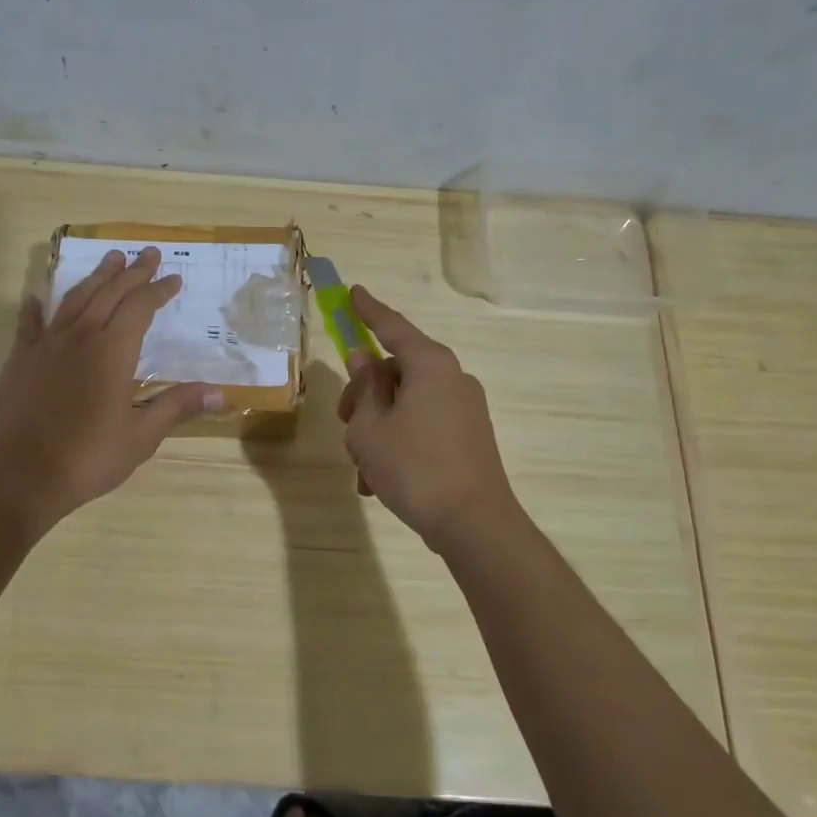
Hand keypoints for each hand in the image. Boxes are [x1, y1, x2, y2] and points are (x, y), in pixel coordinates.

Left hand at [0, 247, 223, 525]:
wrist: (22, 474)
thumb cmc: (88, 457)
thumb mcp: (141, 436)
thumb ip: (176, 407)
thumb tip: (220, 394)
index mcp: (114, 351)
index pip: (141, 307)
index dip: (158, 290)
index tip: (174, 278)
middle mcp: (81, 336)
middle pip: (110, 293)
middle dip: (132, 272)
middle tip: (147, 252)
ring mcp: (47, 345)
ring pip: (75, 299)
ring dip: (95, 277)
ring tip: (110, 259)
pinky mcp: (20, 359)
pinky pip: (30, 324)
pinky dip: (36, 308)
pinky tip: (36, 297)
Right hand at [336, 286, 519, 550]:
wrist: (473, 524)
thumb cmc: (413, 467)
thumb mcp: (370, 428)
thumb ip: (364, 388)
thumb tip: (364, 359)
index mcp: (430, 365)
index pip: (392, 327)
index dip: (368, 310)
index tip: (353, 292)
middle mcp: (452, 378)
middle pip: (396, 370)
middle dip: (364, 394)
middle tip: (343, 420)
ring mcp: (464, 408)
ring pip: (406, 403)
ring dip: (377, 427)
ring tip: (361, 469)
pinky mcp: (468, 435)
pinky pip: (423, 425)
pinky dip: (398, 442)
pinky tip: (378, 482)